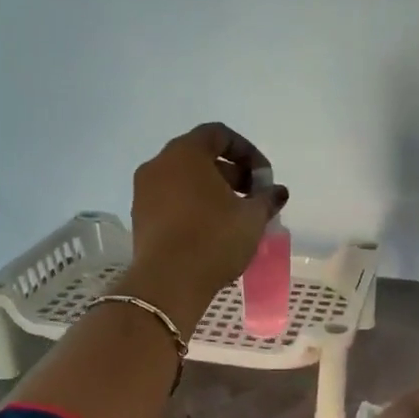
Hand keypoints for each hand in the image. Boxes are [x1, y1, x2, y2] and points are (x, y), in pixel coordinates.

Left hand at [124, 123, 287, 327]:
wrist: (168, 283)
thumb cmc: (213, 239)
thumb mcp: (251, 218)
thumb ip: (267, 198)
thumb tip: (277, 191)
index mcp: (185, 153)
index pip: (219, 134)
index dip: (247, 152)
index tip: (264, 178)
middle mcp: (159, 165)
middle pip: (200, 157)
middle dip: (231, 173)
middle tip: (253, 198)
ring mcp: (144, 192)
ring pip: (184, 180)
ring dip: (212, 192)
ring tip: (235, 217)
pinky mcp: (140, 218)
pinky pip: (171, 201)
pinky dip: (193, 207)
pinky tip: (212, 231)